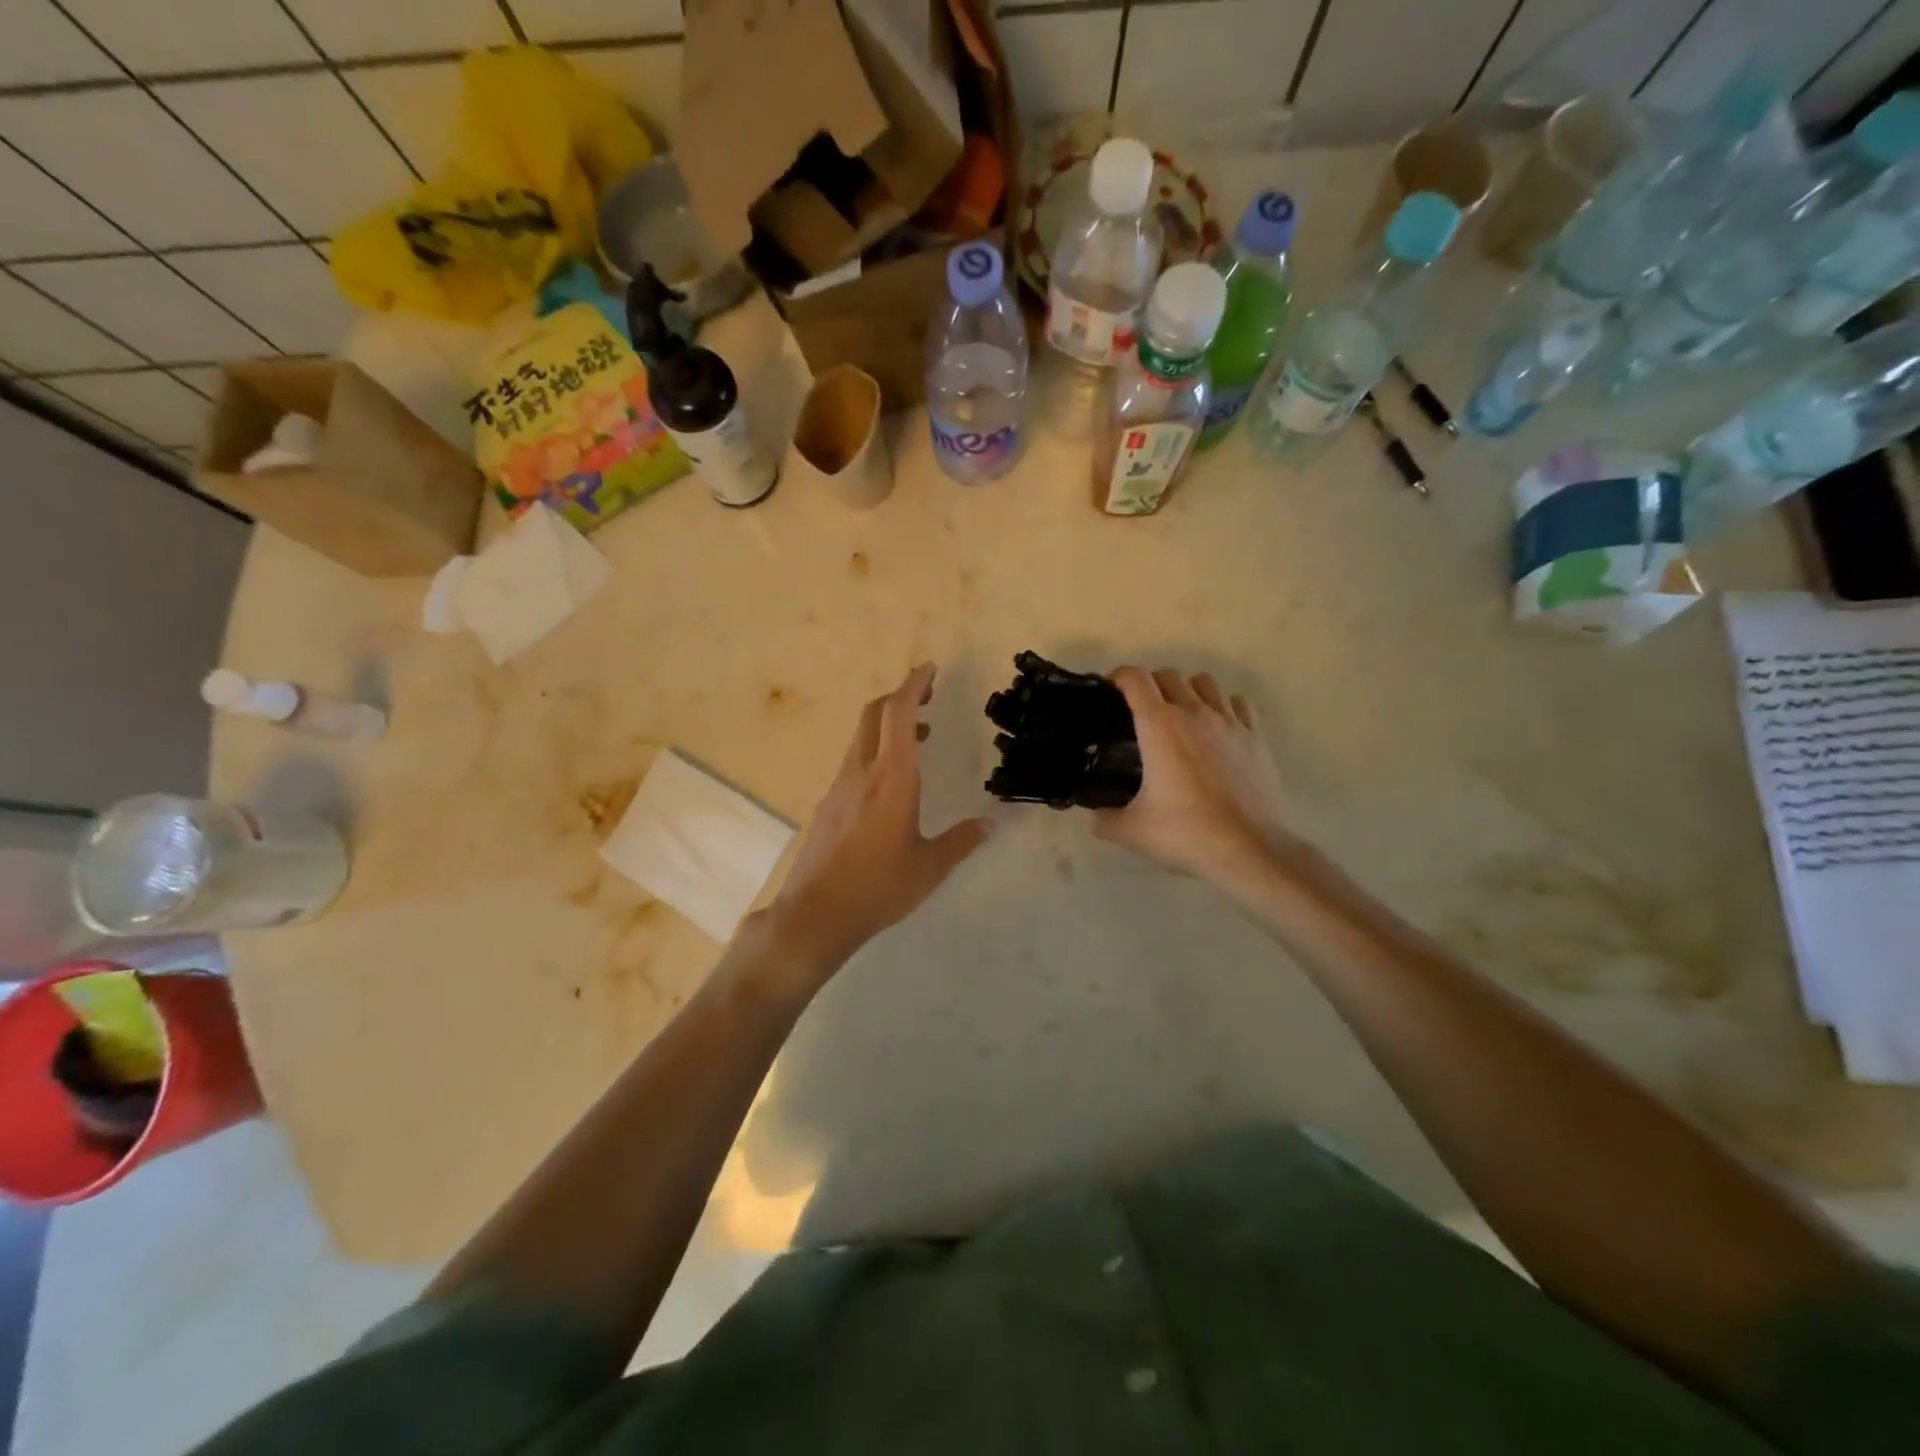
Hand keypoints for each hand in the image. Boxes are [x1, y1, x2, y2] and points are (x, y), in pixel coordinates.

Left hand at [763, 664, 992, 979]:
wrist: (816, 914)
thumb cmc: (878, 888)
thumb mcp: (929, 868)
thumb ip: (962, 841)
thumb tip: (991, 824)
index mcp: (892, 779)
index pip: (898, 714)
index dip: (913, 684)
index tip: (930, 669)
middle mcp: (862, 772)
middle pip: (875, 714)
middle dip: (901, 695)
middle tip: (928, 694)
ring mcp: (840, 786)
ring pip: (862, 737)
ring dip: (890, 724)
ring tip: (922, 736)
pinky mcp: (829, 803)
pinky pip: (855, 760)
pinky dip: (877, 749)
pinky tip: (894, 778)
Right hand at [1094, 667, 1296, 883]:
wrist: (1251, 850)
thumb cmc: (1186, 834)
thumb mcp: (1131, 831)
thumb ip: (1104, 819)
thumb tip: (1093, 816)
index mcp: (1159, 726)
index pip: (1135, 679)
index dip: (1118, 678)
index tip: (1110, 692)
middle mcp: (1194, 713)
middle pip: (1169, 675)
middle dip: (1150, 685)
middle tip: (1140, 711)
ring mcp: (1230, 722)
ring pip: (1206, 682)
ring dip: (1187, 690)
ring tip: (1180, 715)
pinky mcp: (1256, 737)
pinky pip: (1238, 703)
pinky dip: (1223, 706)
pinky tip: (1217, 729)